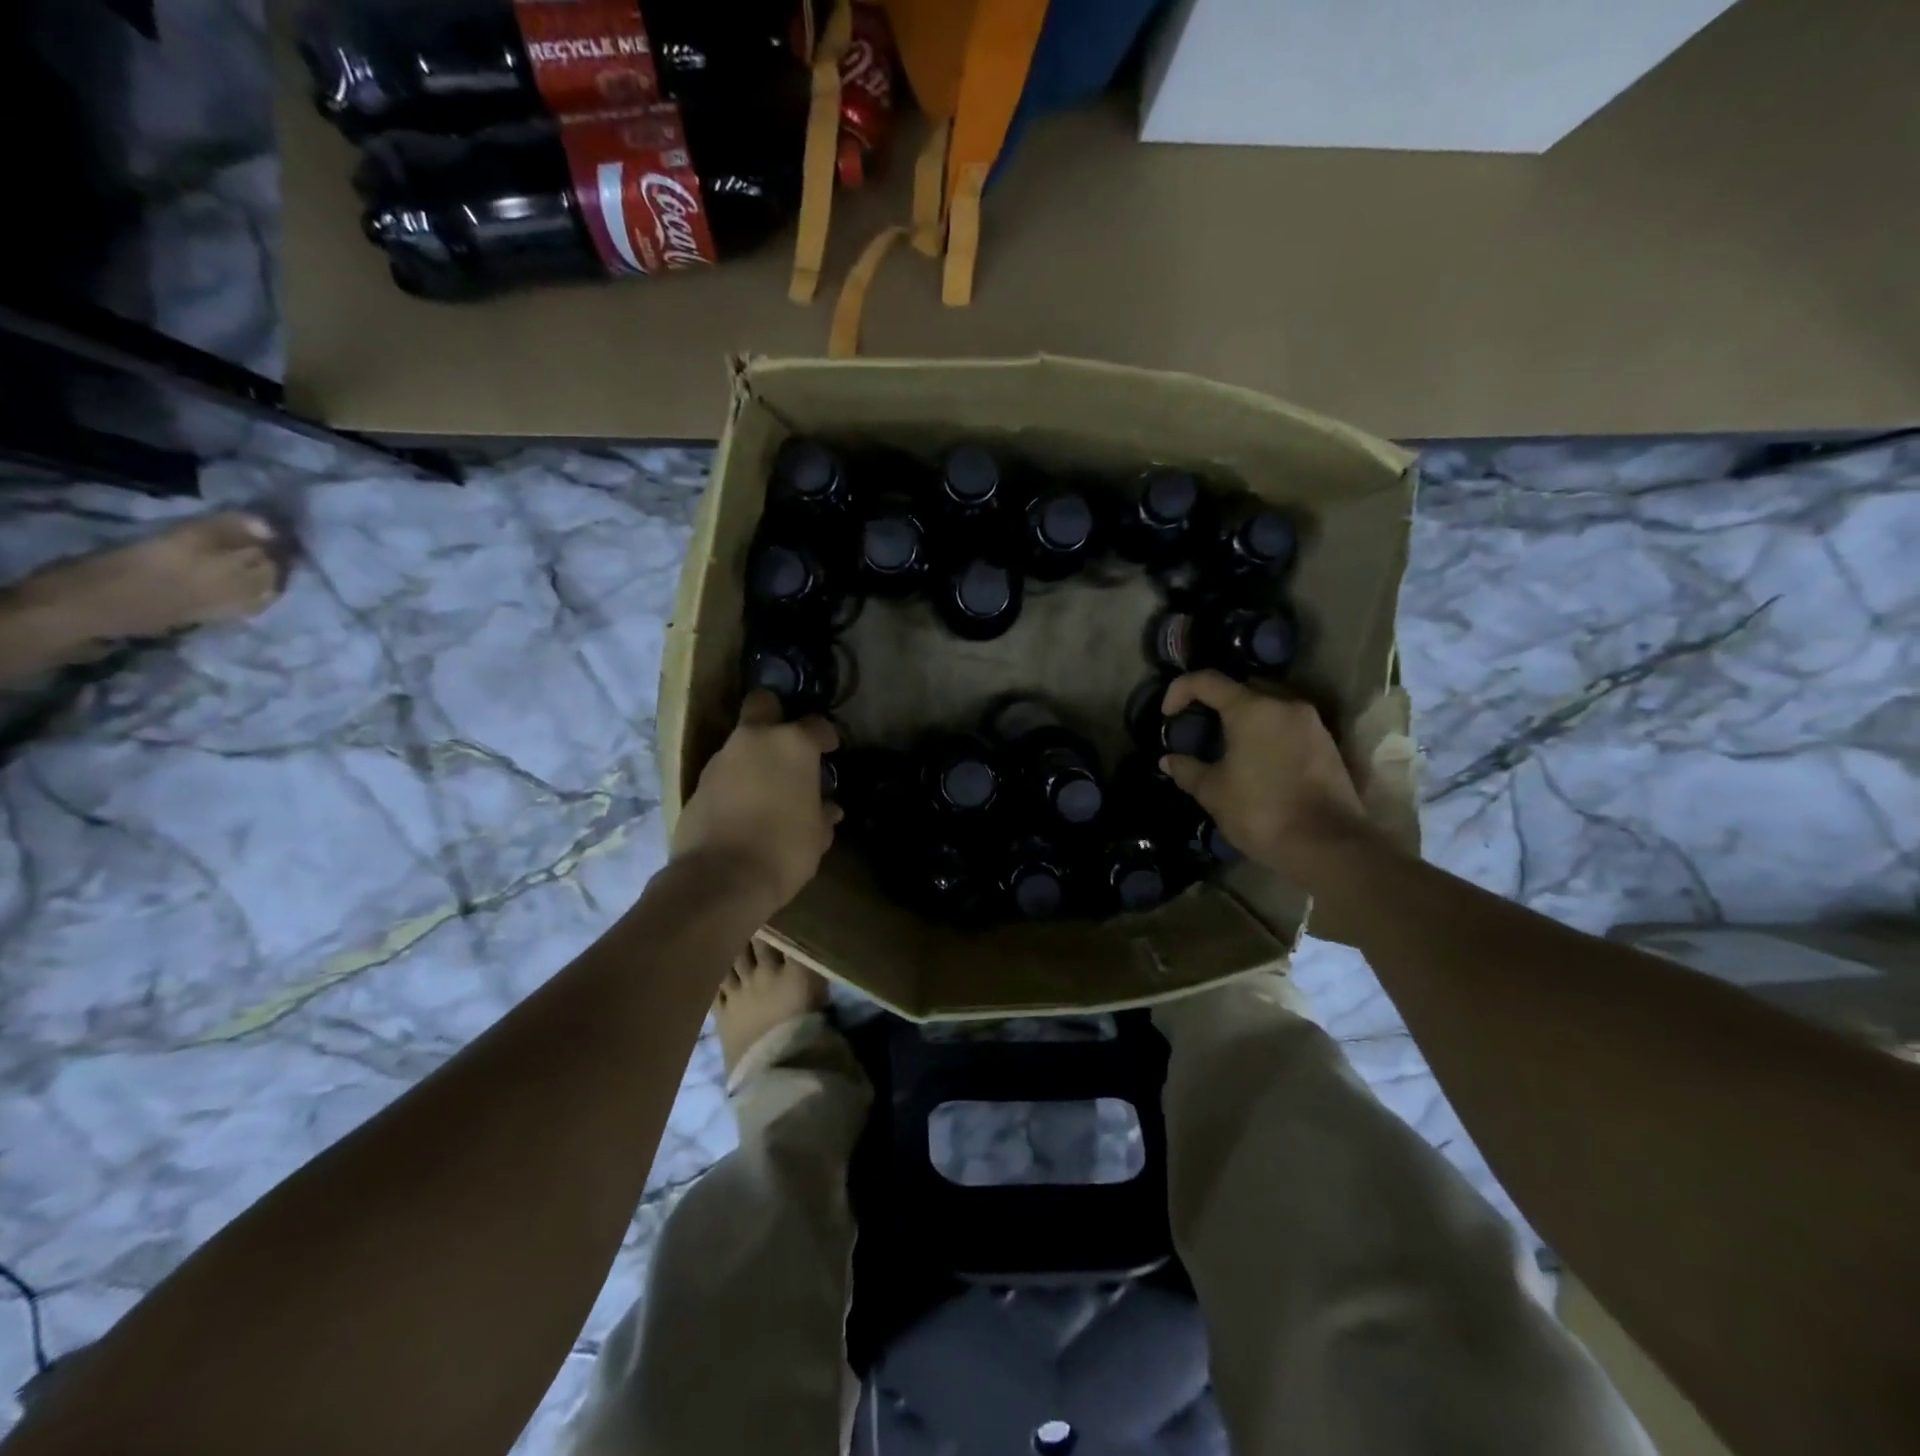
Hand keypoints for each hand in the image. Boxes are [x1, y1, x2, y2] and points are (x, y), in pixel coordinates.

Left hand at [671, 691, 840, 911]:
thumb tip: (826, 807)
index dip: (826, 737)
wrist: (720, 879)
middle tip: (788, 744)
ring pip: (741, 743)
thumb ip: (822, 813)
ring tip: (769, 789)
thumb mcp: (817, 835)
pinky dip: (736, 782)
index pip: (816, 725)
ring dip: (755, 757)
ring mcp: (721, 760)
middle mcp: (754, 740)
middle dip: (776, 715)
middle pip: (763, 704)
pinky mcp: (696, 784)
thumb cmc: (784, 849)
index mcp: (792, 744)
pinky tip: (746, 809)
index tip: (830, 751)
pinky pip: (724, 773)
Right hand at [1160, 671, 1380, 888]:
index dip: (1180, 691)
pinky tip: (1255, 760)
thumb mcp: (1214, 793)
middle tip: (1198, 727)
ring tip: (1226, 745)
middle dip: (1215, 702)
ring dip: (1244, 718)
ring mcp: (1311, 723)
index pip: (1207, 681)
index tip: (1168, 716)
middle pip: (1242, 688)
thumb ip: (1188, 770)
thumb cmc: (1261, 812)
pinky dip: (1266, 732)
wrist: (1328, 845)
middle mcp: (1285, 705)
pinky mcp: (1327, 744)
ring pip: (1268, 705)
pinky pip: (1287, 724)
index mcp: (1252, 709)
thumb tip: (1170, 760)